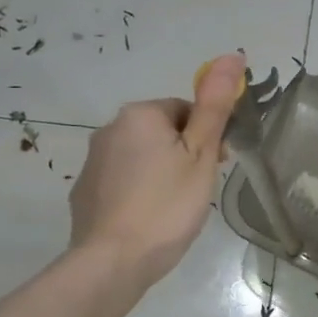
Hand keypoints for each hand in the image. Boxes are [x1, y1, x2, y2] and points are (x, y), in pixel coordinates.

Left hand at [69, 54, 244, 285]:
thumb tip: (232, 55)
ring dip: (162, 172)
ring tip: (176, 208)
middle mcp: (109, 129)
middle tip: (199, 190)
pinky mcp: (85, 191)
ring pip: (142, 157)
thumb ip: (215, 106)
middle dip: (185, 154)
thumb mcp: (201, 154)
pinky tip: (150, 219)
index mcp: (140, 115)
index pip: (186, 110)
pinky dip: (139, 192)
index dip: (207, 137)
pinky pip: (123, 181)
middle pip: (163, 131)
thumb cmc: (167, 205)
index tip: (217, 166)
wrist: (113, 261)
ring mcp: (93, 162)